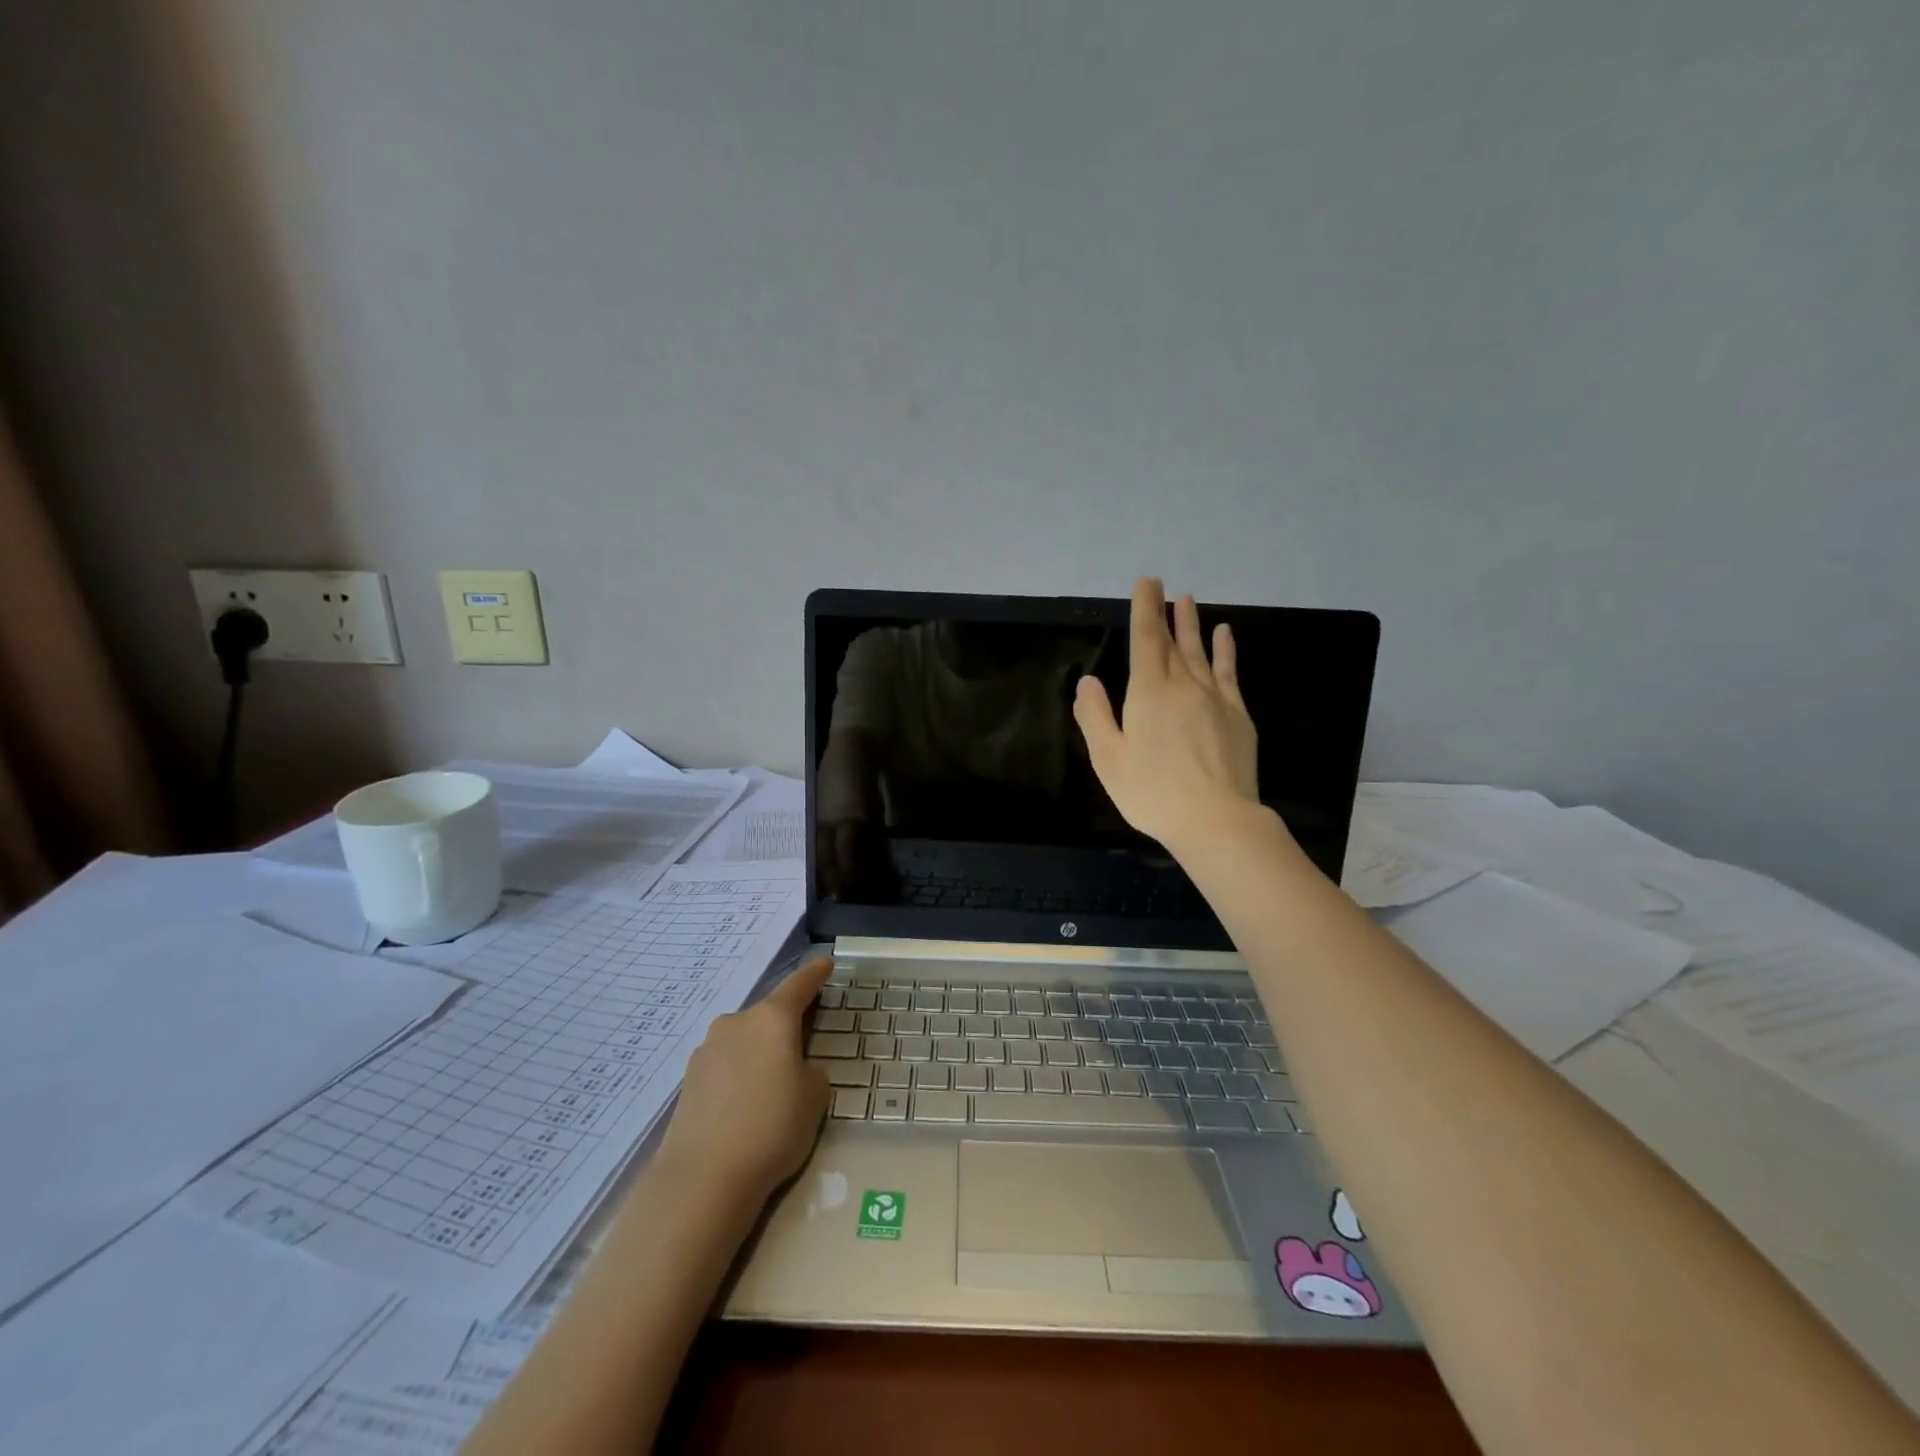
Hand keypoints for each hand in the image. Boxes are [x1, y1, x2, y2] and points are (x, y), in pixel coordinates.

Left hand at [655, 959, 831, 1202]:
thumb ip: (810, 1071)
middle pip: (767, 1015)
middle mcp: (736, 1022)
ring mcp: (707, 1049)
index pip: (799, 985)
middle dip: (784, 1027)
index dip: (815, 974)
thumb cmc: (773, 1129)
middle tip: (800, 1049)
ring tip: (769, 1087)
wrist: (703, 1179)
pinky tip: (742, 1105)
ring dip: (758, 1052)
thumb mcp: (815, 1097)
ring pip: (743, 1040)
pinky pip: (724, 1065)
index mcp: (772, 1018)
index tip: (825, 964)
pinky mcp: (688, 1079)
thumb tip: (793, 1070)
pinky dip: (738, 1074)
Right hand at [1073, 577, 1260, 850]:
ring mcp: (1215, 698)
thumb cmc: (1152, 793)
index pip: (1146, 639)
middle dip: (1165, 612)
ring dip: (1192, 624)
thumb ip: (1096, 717)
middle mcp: (1183, 685)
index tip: (1146, 583)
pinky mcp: (1238, 714)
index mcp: (1148, 693)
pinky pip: (1228, 672)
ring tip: (1189, 600)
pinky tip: (1224, 634)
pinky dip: (1225, 650)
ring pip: (1200, 651)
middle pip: (1172, 641)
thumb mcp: (1109, 759)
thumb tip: (1088, 681)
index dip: (1145, 609)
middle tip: (1163, 586)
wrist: (1216, 819)